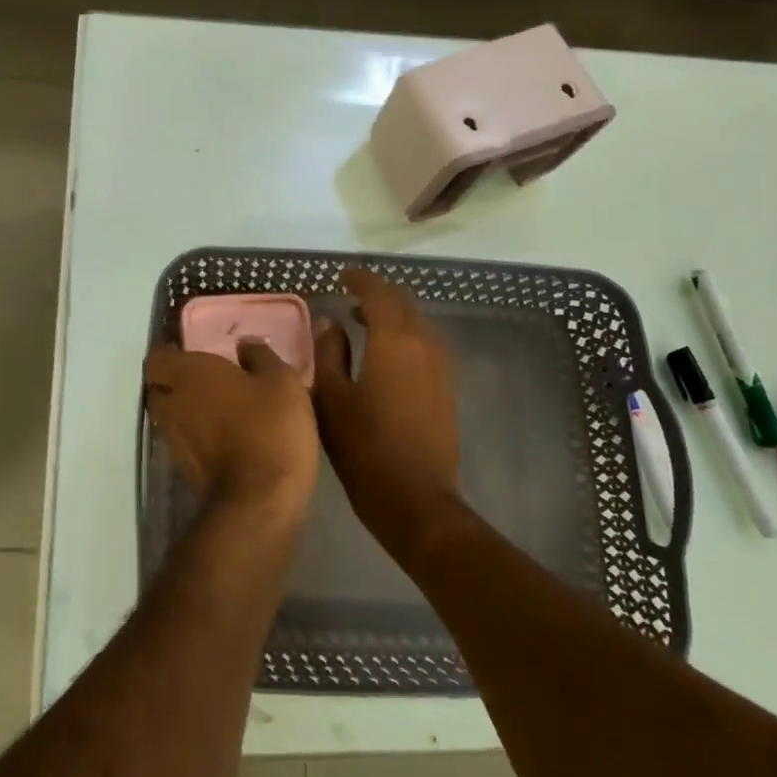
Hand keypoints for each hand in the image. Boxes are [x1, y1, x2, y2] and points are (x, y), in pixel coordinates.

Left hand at [144, 340, 319, 523]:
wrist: (261, 499)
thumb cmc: (270, 427)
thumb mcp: (281, 380)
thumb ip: (259, 356)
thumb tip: (244, 345)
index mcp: (189, 374)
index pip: (156, 358)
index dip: (169, 353)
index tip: (189, 351)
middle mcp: (172, 404)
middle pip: (158, 388)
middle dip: (173, 382)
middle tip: (203, 379)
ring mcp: (174, 440)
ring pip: (169, 417)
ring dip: (184, 410)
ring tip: (214, 408)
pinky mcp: (184, 469)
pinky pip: (182, 441)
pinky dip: (195, 436)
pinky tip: (222, 436)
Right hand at [312, 268, 461, 562]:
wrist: (416, 499)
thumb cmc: (365, 447)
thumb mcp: (332, 398)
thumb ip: (329, 353)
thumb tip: (329, 322)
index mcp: (395, 340)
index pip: (379, 293)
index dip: (360, 280)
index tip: (341, 277)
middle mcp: (425, 344)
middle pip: (404, 303)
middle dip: (378, 294)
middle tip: (350, 296)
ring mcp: (442, 367)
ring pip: (418, 324)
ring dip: (393, 315)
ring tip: (364, 323)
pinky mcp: (447, 388)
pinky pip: (426, 345)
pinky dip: (405, 336)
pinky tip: (386, 355)